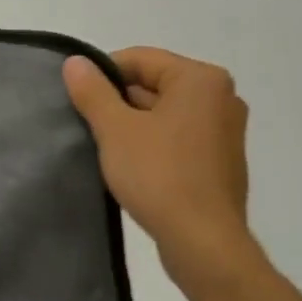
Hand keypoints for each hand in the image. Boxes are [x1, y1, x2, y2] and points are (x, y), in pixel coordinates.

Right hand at [63, 47, 257, 283]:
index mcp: (201, 79)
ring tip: (105, 148)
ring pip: (166, 113)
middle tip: (87, 125)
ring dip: (134, 125)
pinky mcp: (221, 161)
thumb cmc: (159, 176)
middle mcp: (222, 97)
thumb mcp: (115, 130)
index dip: (103, 74)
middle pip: (155, 84)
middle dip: (119, 102)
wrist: (203, 241)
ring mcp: (226, 131)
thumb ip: (93, 92)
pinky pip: (179, 138)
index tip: (78, 98)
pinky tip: (131, 167)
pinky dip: (154, 144)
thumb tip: (75, 62)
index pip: (141, 59)